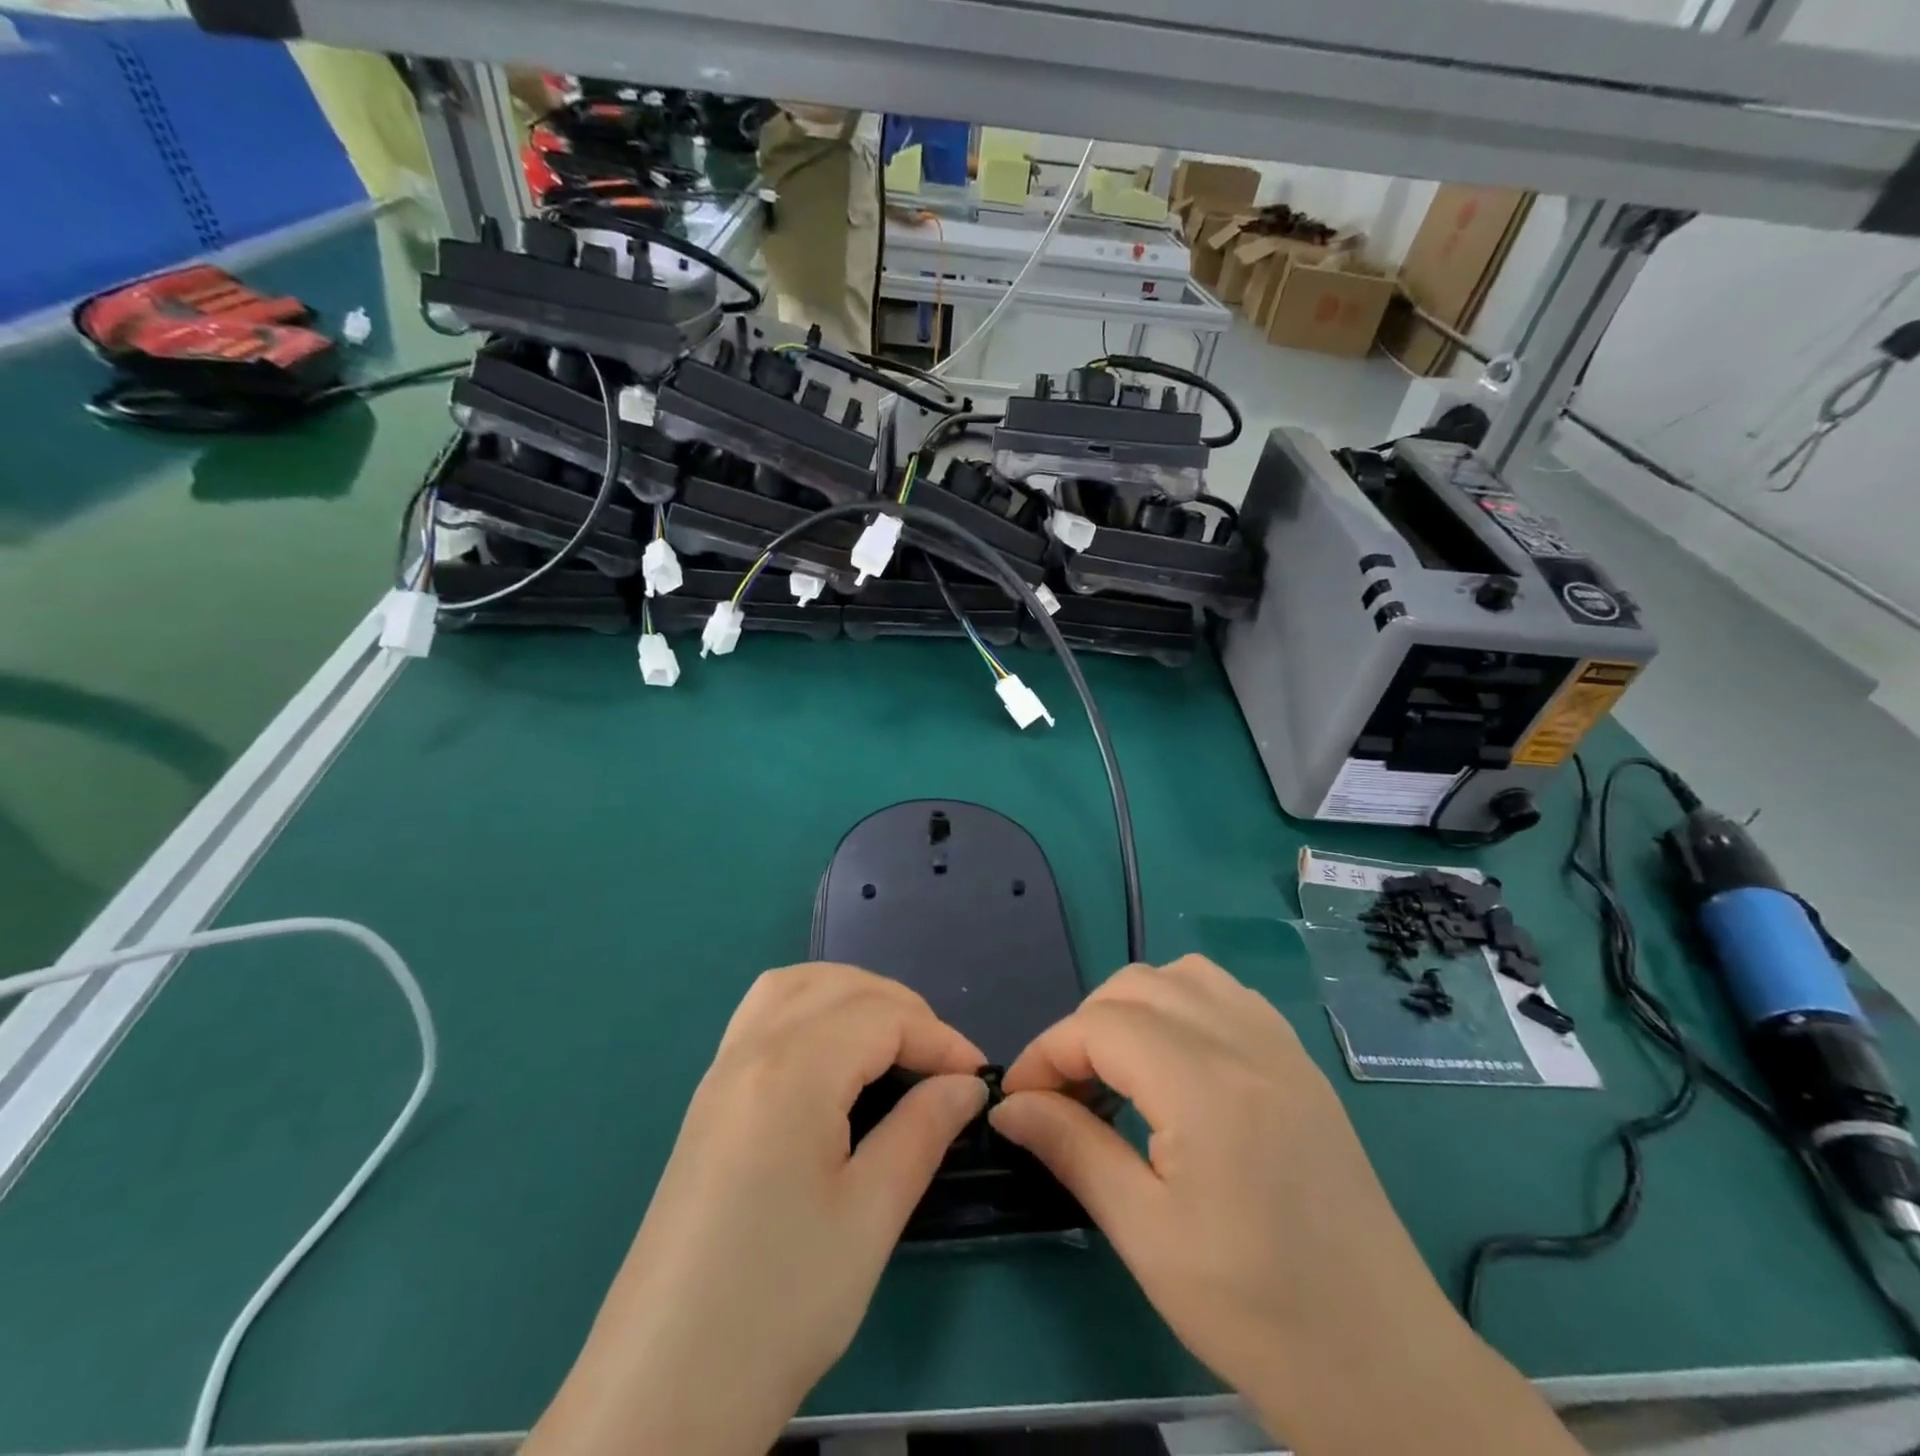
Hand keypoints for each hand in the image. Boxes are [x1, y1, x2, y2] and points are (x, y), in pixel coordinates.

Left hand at [525, 964, 986, 1455]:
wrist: (662, 1389)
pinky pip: (763, 1013)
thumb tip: (967, 1085)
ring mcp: (720, 1071)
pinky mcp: (708, 1099)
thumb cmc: (779, 1302)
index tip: (979, 1078)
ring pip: (794, 986)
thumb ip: (923, 1130)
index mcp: (792, 1070)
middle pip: (840, 987)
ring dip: (852, 995)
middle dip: (903, 1009)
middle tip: (943, 1064)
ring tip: (893, 1042)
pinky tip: (832, 1054)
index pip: (883, 1017)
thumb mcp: (870, 1216)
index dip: (940, 1039)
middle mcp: (751, 1049)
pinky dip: (810, 1007)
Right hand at [991, 956, 1576, 1455]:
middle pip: (1136, 985)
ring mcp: (1281, 1047)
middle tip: (1064, 1091)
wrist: (1386, 1366)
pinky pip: (1227, 995)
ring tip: (1116, 1068)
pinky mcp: (1300, 1064)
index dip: (1046, 1053)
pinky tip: (1176, 1061)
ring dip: (1134, 1005)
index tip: (1018, 1100)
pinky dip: (1183, 1005)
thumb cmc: (1257, 1313)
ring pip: (1184, 975)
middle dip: (1084, 1026)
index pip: (1099, 1026)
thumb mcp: (1146, 1237)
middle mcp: (1245, 1044)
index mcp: (1206, 1086)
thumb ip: (1072, 1150)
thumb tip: (1010, 1106)